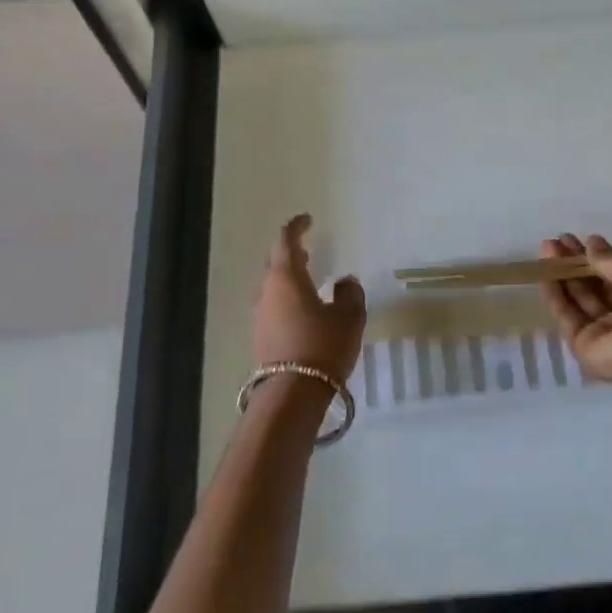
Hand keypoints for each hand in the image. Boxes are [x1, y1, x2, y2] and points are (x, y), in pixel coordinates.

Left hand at [254, 214, 365, 379]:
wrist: (293, 393)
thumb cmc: (323, 345)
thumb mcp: (349, 318)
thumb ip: (350, 294)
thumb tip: (345, 281)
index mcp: (286, 277)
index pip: (286, 240)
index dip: (296, 227)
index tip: (307, 219)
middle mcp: (267, 291)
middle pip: (275, 262)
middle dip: (290, 252)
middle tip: (307, 247)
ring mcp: (261, 315)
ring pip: (273, 286)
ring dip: (289, 277)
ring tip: (308, 277)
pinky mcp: (262, 336)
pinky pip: (274, 306)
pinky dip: (287, 298)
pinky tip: (303, 308)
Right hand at [539, 233, 611, 386]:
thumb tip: (591, 246)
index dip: (604, 258)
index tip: (584, 239)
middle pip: (600, 287)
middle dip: (579, 263)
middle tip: (558, 240)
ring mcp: (608, 334)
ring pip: (581, 300)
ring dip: (564, 274)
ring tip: (546, 248)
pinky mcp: (585, 346)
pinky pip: (568, 317)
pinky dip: (556, 296)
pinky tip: (544, 274)